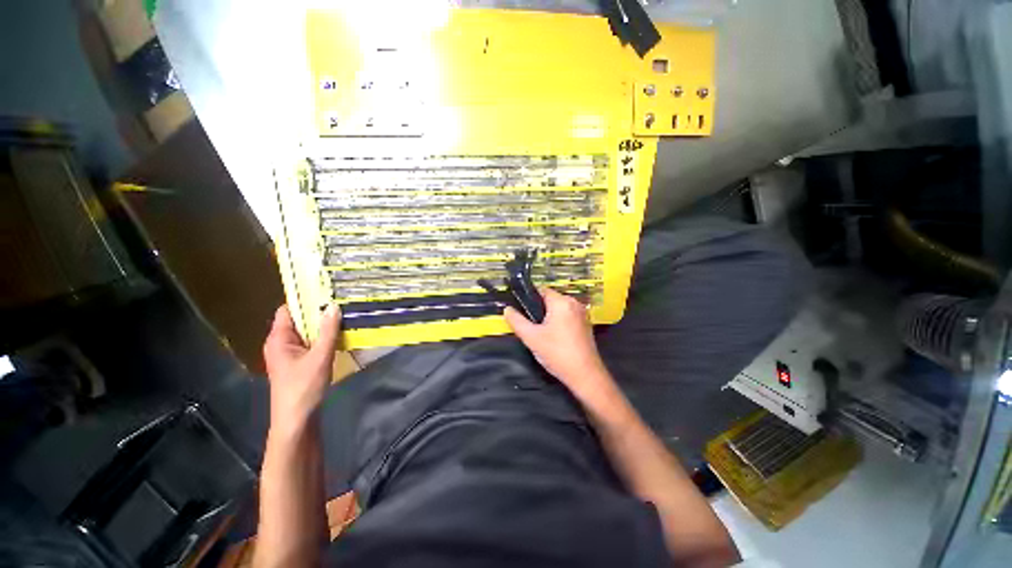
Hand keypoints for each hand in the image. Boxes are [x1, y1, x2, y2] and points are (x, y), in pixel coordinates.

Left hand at [263, 304, 341, 431]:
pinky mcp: (300, 363)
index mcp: (278, 339)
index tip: (325, 290)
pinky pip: (313, 343)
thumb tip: (333, 306)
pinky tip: (341, 334)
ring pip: (308, 332)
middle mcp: (282, 343)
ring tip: (345, 314)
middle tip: (341, 301)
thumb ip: (328, 331)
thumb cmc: (303, 387)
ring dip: (324, 326)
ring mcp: (291, 354)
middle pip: (299, 320)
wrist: (297, 420)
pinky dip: (325, 338)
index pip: (287, 310)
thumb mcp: (319, 357)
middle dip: (319, 312)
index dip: (304, 299)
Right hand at [504, 288, 613, 398]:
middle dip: (539, 310)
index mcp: (562, 302)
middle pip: (550, 299)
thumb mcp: (531, 337)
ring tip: (541, 333)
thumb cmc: (557, 353)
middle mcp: (574, 303)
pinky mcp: (586, 324)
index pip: (541, 290)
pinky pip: (568, 316)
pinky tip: (554, 338)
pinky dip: (559, 322)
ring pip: (559, 309)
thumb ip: (516, 321)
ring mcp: (582, 314)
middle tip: (531, 326)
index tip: (522, 310)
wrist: (585, 375)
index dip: (529, 298)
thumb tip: (507, 309)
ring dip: (549, 317)